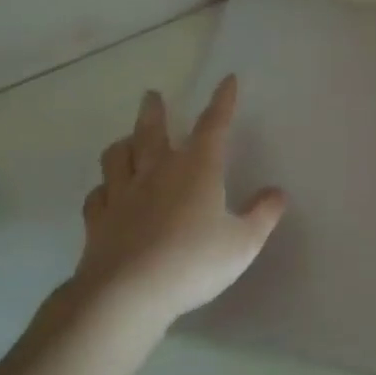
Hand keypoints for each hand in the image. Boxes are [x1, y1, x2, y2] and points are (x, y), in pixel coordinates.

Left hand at [65, 75, 286, 330]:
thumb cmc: (194, 262)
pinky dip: (103, 188)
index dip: (222, 102)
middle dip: (155, 111)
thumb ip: (263, 215)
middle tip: (151, 96)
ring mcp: (122, 195)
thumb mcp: (243, 243)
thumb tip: (277, 192)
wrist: (127, 294)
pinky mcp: (98, 221)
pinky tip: (106, 192)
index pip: (213, 126)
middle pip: (152, 131)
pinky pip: (98, 195)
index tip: (227, 80)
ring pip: (117, 156)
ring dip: (124, 143)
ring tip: (127, 139)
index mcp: (197, 169)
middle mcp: (157, 172)